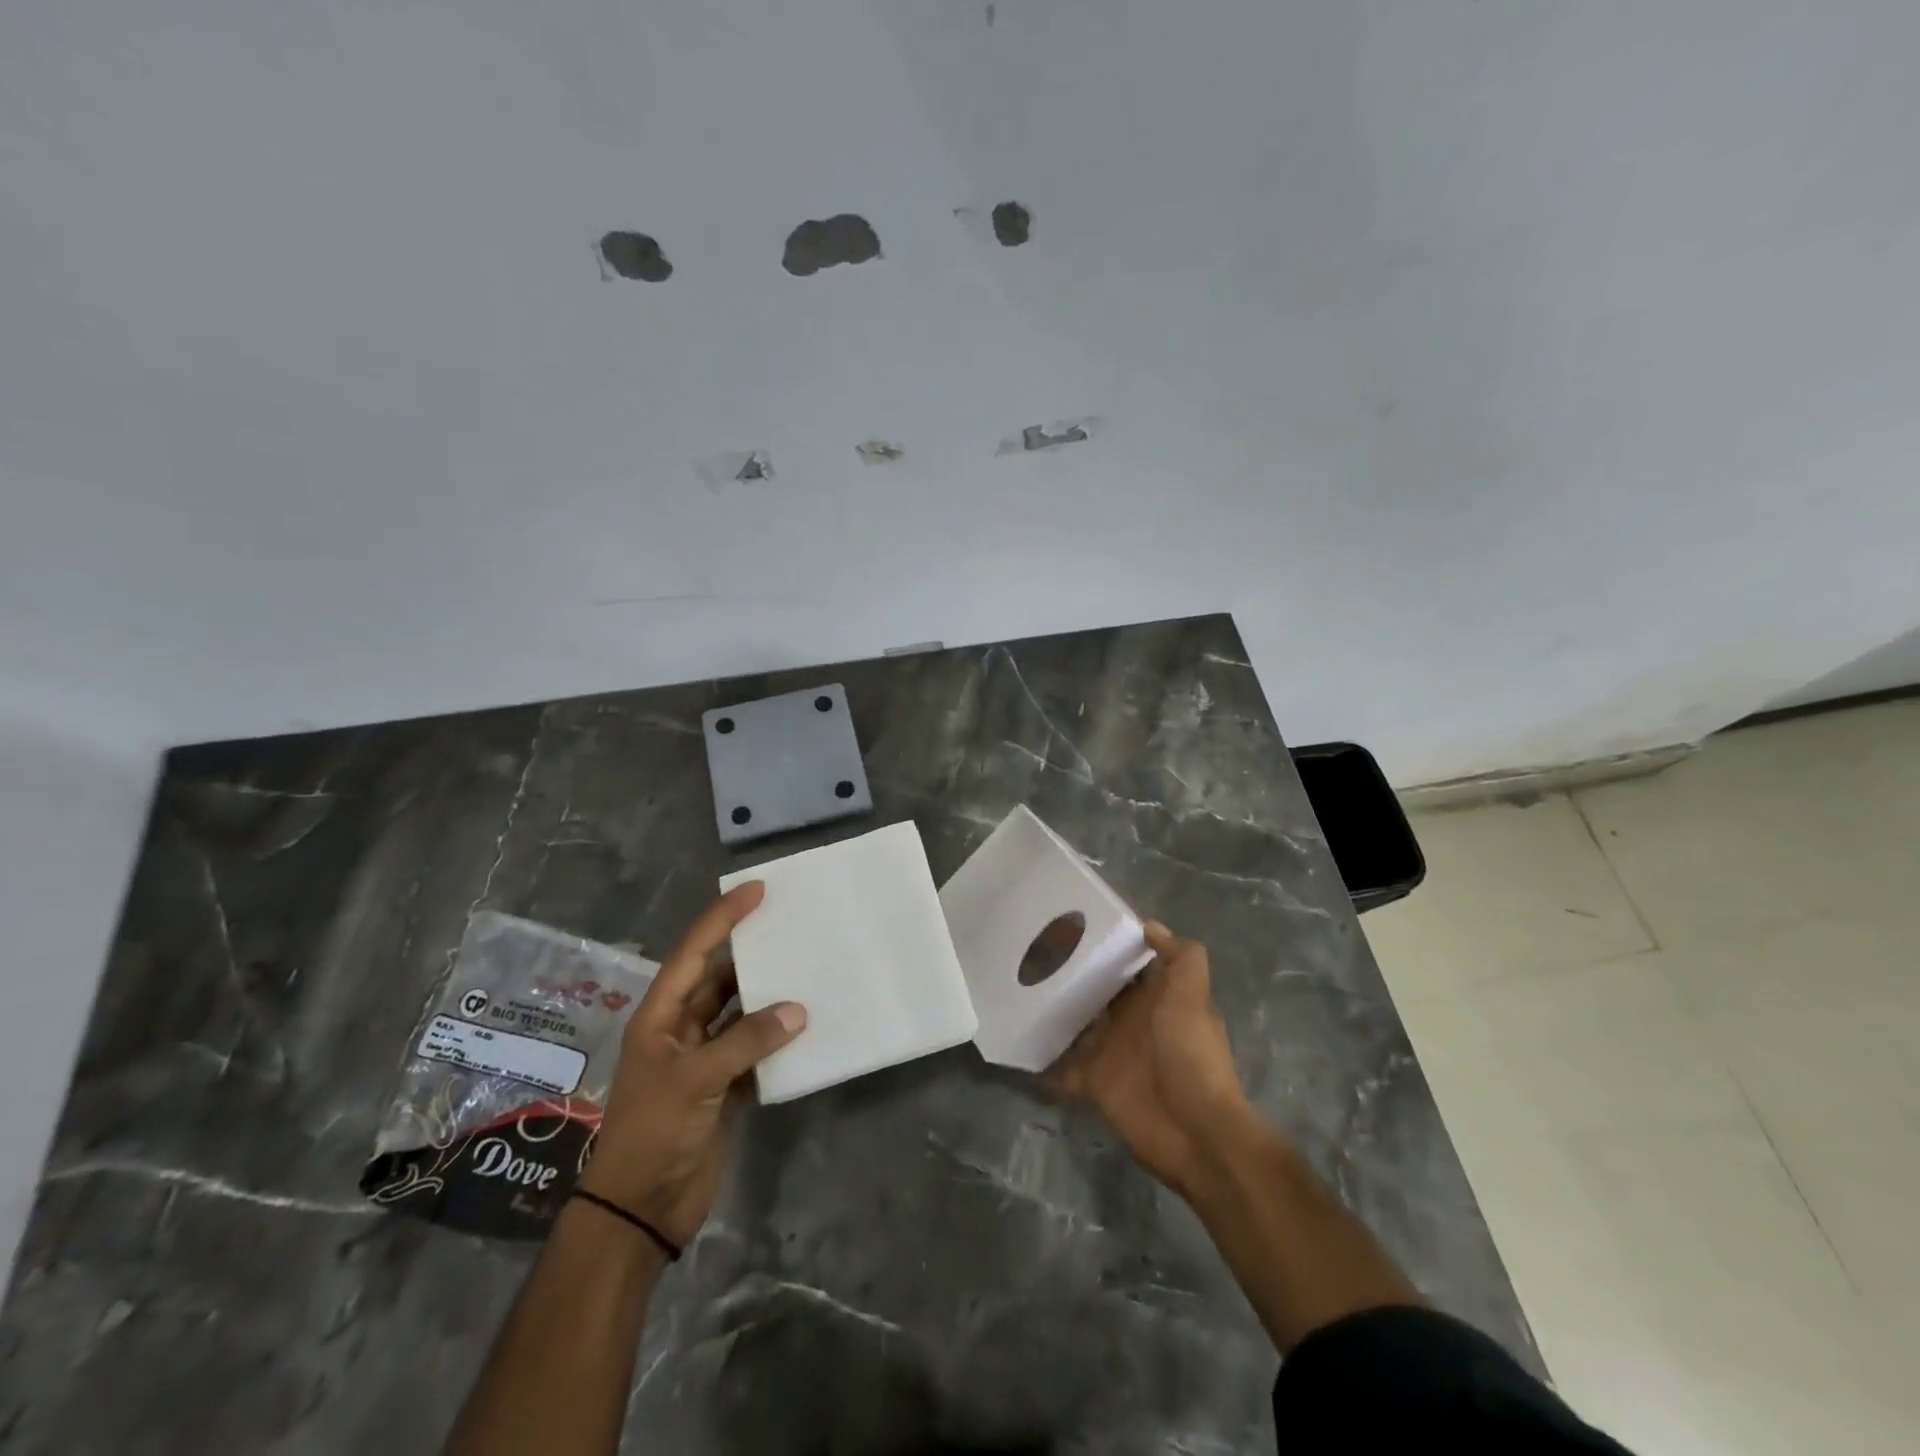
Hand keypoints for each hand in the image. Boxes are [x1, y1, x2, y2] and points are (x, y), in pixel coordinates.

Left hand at [577, 882, 804, 1245]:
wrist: (642, 1209)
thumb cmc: (654, 1132)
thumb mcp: (696, 1080)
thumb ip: (747, 1040)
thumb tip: (798, 1010)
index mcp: (660, 1016)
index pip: (693, 953)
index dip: (723, 919)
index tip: (756, 890)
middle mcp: (681, 1029)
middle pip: (719, 978)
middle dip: (751, 953)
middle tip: (792, 925)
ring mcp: (704, 1058)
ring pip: (740, 1013)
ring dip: (769, 996)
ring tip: (808, 968)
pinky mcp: (724, 1086)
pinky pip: (756, 1048)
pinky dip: (777, 1037)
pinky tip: (807, 1024)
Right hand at [1046, 921, 1255, 1198]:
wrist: (1195, 1130)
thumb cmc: (1191, 1055)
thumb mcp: (1192, 998)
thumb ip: (1180, 959)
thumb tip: (1150, 924)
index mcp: (1156, 998)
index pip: (1129, 964)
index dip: (1108, 945)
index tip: (1073, 923)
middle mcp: (1132, 1020)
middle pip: (1099, 991)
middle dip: (1072, 975)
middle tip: (1032, 949)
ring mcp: (1112, 1051)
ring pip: (1078, 1024)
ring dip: (1054, 1013)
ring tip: (1017, 987)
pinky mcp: (1095, 1083)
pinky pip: (1064, 1069)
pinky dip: (1046, 1062)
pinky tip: (1020, 1042)